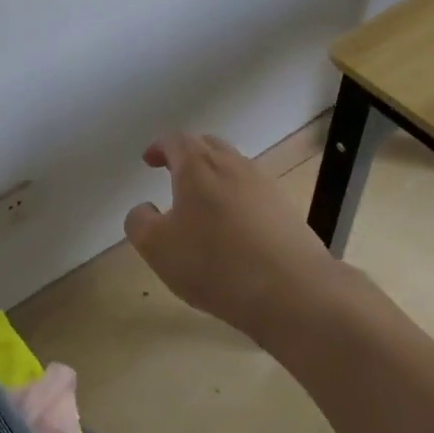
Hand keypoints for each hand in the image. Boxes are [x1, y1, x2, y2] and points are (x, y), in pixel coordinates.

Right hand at [123, 131, 332, 340]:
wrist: (293, 291)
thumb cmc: (214, 262)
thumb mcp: (158, 247)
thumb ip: (140, 222)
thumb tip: (143, 210)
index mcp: (199, 165)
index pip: (176, 140)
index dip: (159, 147)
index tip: (149, 160)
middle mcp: (233, 165)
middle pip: (208, 147)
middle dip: (188, 156)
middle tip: (173, 174)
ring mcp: (264, 186)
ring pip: (233, 169)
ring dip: (214, 179)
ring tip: (202, 206)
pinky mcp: (286, 211)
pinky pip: (253, 195)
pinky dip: (237, 201)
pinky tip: (233, 231)